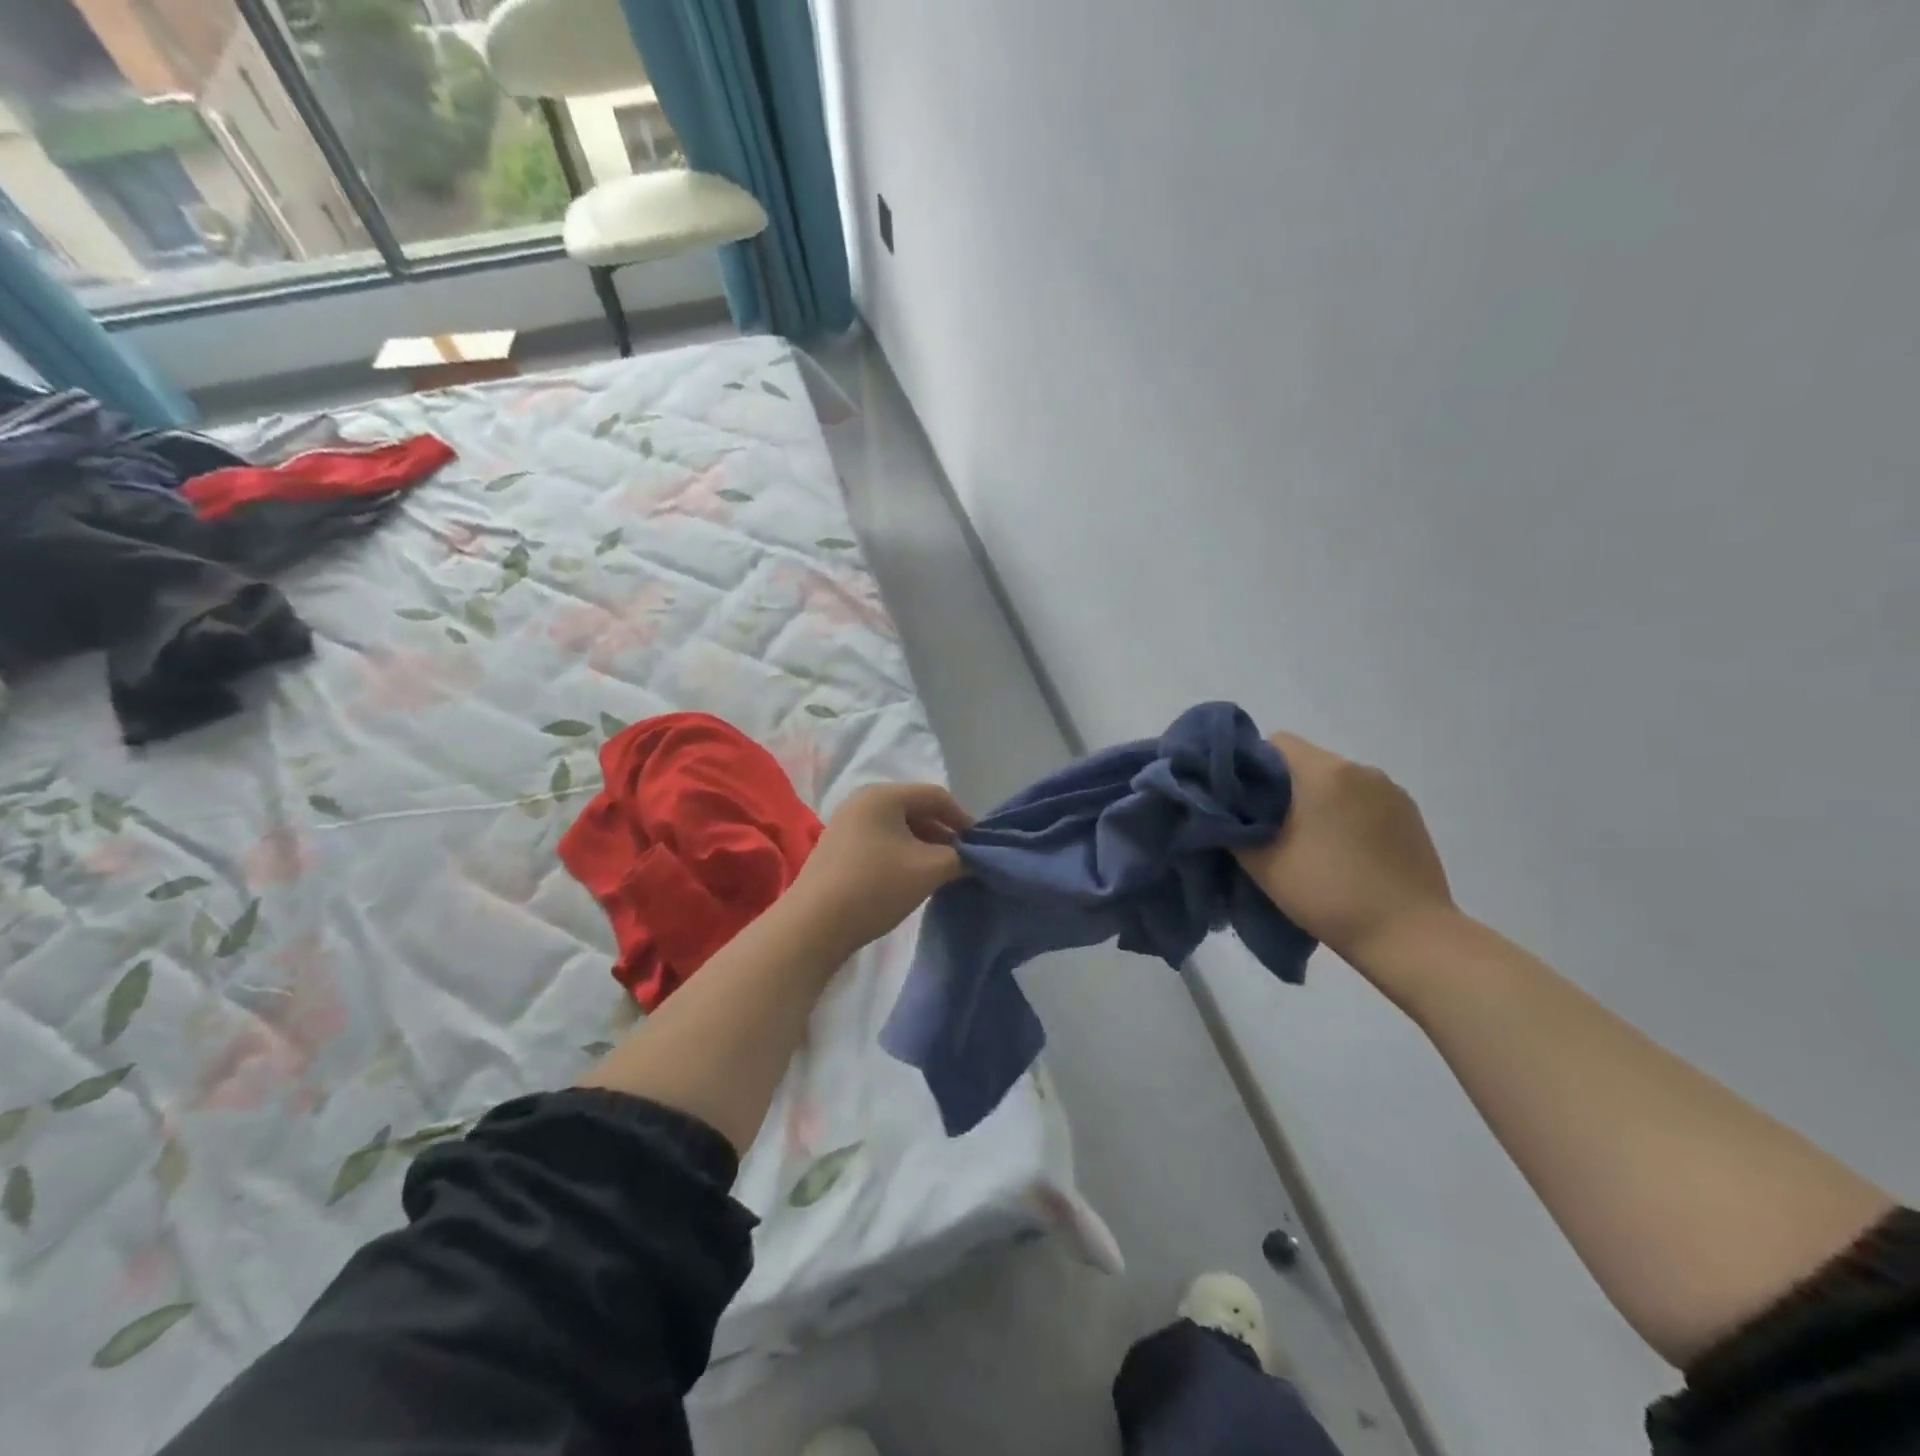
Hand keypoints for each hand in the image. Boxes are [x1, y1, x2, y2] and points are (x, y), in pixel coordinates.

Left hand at [788, 782, 971, 955]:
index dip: (963, 819)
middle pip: (916, 809)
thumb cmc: (875, 887)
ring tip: (940, 874)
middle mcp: (862, 801)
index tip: (980, 847)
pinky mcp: (838, 849)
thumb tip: (974, 858)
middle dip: (943, 834)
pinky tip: (910, 879)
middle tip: (962, 861)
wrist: (813, 926)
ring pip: (898, 828)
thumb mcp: (928, 870)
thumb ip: (960, 858)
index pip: (936, 796)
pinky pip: (881, 842)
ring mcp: (846, 825)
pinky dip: (902, 855)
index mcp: (883, 795)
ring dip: (923, 847)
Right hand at [1234, 733, 1455, 973]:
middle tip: (1268, 829)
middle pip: (1306, 762)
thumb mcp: (1263, 864)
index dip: (1250, 767)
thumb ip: (1233, 827)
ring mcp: (1391, 791)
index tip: (1241, 802)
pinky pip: (1364, 801)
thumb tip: (1221, 810)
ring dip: (1317, 802)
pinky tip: (1344, 854)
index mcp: (1323, 771)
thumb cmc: (1328, 893)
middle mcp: (1360, 769)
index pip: (1275, 743)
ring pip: (1336, 782)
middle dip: (1283, 788)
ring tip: (1309, 845)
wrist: (1410, 936)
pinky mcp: (1410, 815)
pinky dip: (1346, 816)